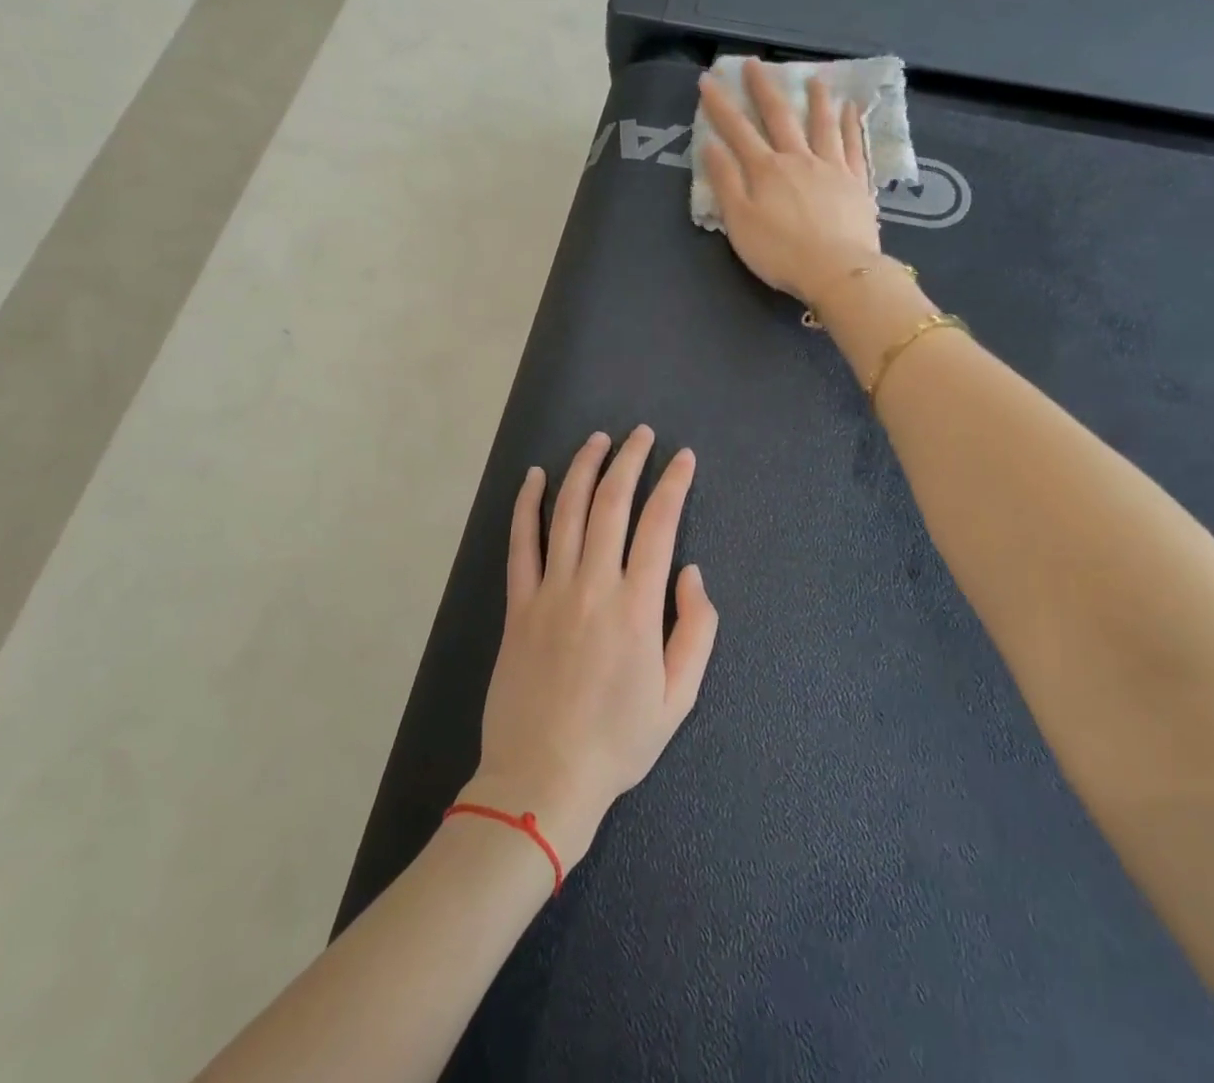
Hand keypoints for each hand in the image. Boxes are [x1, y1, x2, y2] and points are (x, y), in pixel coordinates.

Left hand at [462, 427, 717, 870]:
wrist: (541, 780)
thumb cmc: (619, 741)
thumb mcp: (680, 696)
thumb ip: (696, 629)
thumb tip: (690, 573)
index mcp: (637, 607)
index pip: (659, 524)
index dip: (673, 483)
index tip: (683, 457)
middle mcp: (593, 585)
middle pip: (611, 503)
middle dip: (629, 460)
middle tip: (642, 434)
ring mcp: (550, 591)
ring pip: (566, 511)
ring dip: (583, 468)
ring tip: (598, 440)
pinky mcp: (518, 605)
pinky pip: (520, 544)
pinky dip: (526, 505)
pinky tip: (533, 477)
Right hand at [699, 60, 882, 306]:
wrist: (837, 270)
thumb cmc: (781, 253)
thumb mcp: (740, 222)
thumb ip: (726, 182)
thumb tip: (711, 145)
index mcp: (766, 170)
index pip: (737, 130)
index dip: (720, 105)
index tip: (708, 80)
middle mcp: (798, 159)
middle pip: (780, 117)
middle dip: (764, 89)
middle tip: (755, 63)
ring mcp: (832, 168)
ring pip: (822, 124)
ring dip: (816, 99)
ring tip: (815, 78)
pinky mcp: (856, 182)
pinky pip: (854, 145)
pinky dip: (851, 124)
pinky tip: (851, 109)